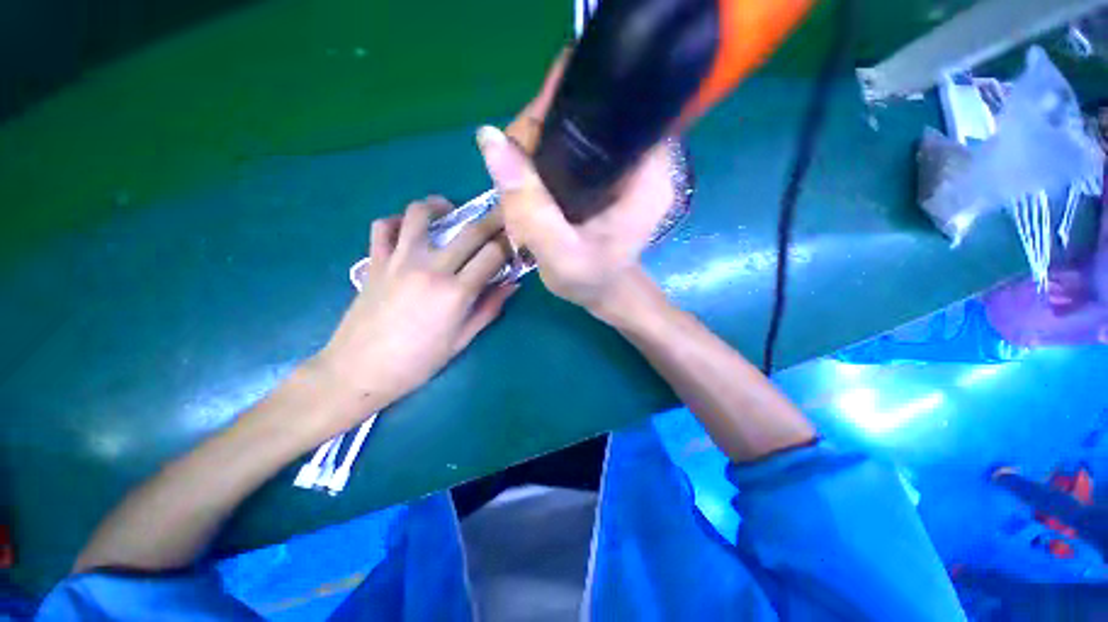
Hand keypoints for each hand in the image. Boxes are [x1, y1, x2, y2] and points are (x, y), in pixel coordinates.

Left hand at [315, 196, 514, 414]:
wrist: (359, 371)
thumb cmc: (417, 362)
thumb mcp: (461, 340)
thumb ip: (489, 309)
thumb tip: (512, 284)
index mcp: (456, 292)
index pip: (493, 254)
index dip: (509, 243)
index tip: (516, 240)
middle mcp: (431, 268)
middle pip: (470, 231)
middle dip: (492, 219)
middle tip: (502, 214)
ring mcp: (399, 260)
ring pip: (421, 215)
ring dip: (441, 205)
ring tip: (450, 211)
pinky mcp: (375, 261)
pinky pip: (384, 227)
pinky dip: (398, 221)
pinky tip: (409, 229)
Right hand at [475, 125, 673, 317]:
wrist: (606, 290)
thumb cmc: (590, 279)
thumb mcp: (558, 252)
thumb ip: (529, 205)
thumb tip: (489, 138)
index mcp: (646, 173)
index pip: (609, 107)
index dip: (560, 105)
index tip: (526, 134)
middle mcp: (643, 158)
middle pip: (588, 113)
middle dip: (543, 129)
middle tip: (516, 162)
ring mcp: (626, 163)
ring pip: (576, 127)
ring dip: (541, 143)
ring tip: (520, 173)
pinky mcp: (611, 173)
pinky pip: (575, 147)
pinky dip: (548, 155)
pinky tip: (532, 176)